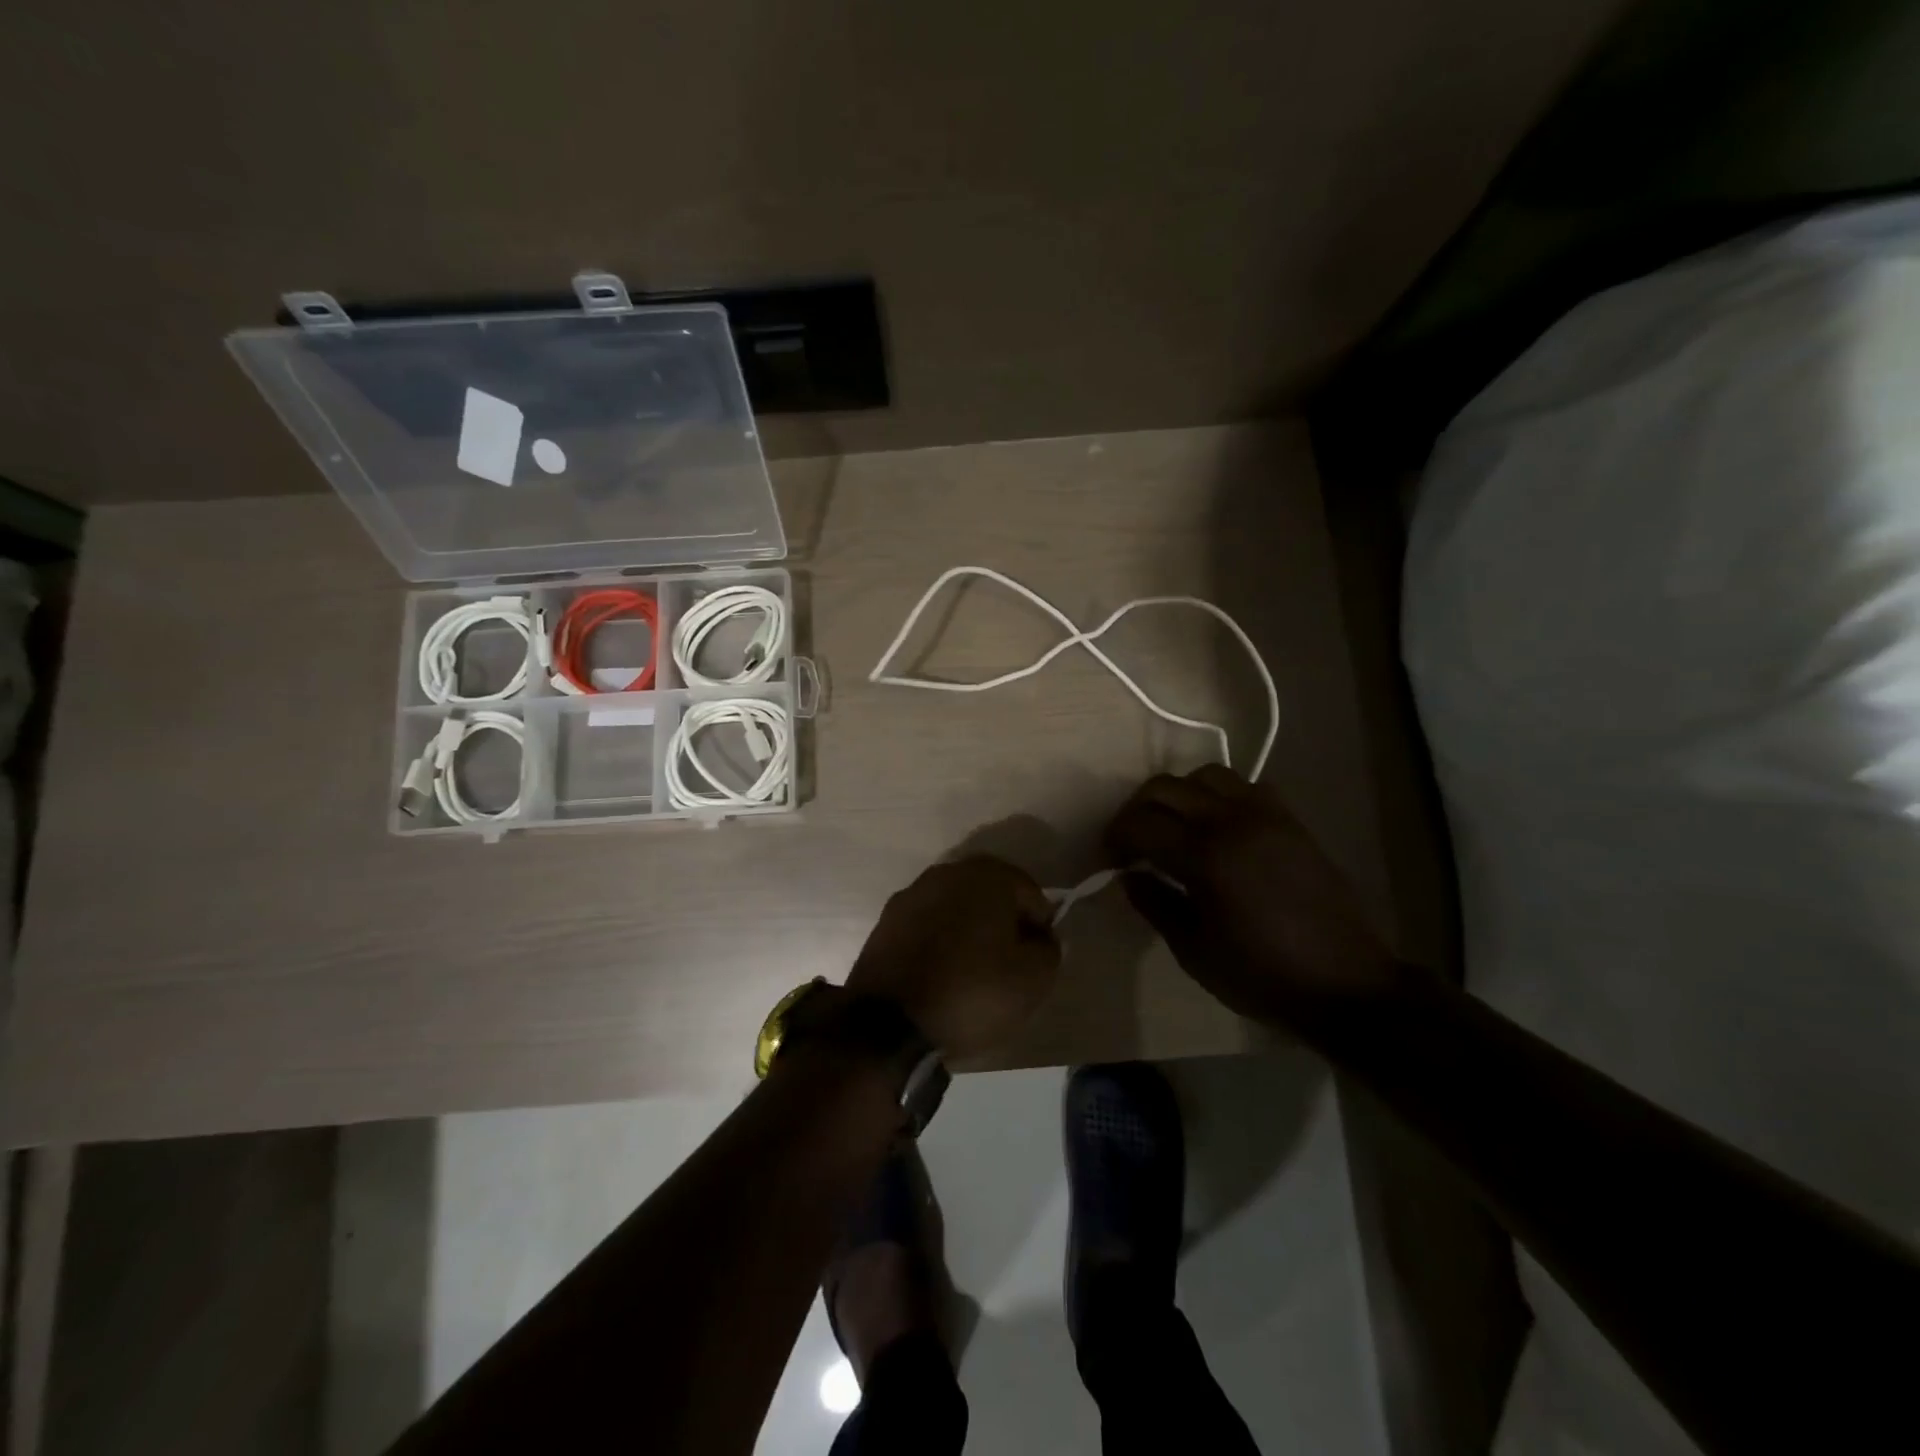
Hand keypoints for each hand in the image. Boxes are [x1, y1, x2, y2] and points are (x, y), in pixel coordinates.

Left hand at [848, 856, 1061, 1059]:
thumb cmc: (972, 992)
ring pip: (956, 908)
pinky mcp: (886, 920)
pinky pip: (927, 925)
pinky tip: (940, 974)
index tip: (1036, 960)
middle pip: (991, 895)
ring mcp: (911, 894)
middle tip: (1007, 966)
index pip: (1031, 895)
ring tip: (971, 972)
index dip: (1039, 928)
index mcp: (989, 875)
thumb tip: (1040, 937)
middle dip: (1003, 924)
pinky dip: (938, 942)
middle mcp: (948, 872)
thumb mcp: (1033, 979)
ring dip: (968, 931)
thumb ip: (1049, 949)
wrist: (888, 1023)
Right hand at [1105, 766, 1409, 1026]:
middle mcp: (1234, 821)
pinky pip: (1246, 786)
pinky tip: (1217, 828)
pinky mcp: (1291, 821)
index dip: (1116, 838)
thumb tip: (1130, 875)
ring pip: (1207, 775)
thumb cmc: (1262, 976)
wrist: (1346, 985)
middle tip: (1131, 841)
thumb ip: (1155, 903)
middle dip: (1138, 809)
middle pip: (1166, 787)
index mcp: (1207, 857)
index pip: (1141, 824)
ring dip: (1179, 794)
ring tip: (1173, 827)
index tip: (1110, 859)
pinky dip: (1219, 796)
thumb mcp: (1193, 951)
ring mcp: (1267, 815)